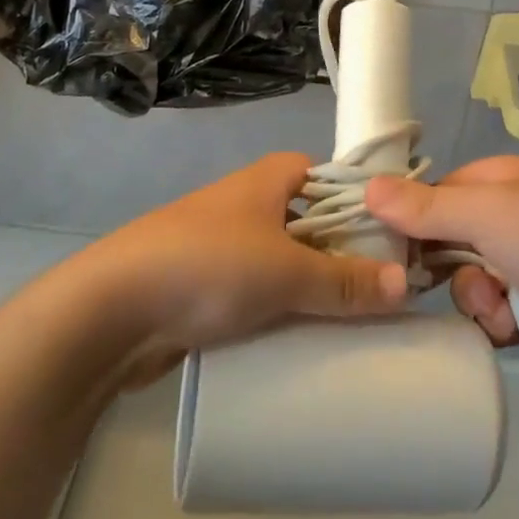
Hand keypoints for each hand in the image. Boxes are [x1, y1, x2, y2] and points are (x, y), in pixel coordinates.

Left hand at [78, 153, 409, 379]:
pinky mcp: (208, 287)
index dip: (364, 203)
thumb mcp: (286, 271)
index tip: (397, 239)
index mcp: (270, 179)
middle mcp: (250, 204)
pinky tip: (307, 341)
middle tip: (385, 290)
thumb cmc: (207, 265)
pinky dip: (282, 311)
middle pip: (313, 223)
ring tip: (355, 321)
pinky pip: (260, 293)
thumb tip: (407, 285)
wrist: (111, 310)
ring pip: (287, 263)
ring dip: (313, 289)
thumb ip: (346, 281)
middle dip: (344, 254)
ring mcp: (226, 246)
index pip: (332, 177)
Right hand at [365, 157, 518, 378]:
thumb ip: (425, 207)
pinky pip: (496, 315)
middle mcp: (510, 217)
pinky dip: (500, 324)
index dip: (410, 222)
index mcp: (498, 182)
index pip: (434, 196)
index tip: (388, 250)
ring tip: (501, 310)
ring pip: (469, 285)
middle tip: (447, 284)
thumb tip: (367, 187)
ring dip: (477, 302)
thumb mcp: (485, 214)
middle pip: (448, 245)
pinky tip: (516, 329)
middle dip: (449, 271)